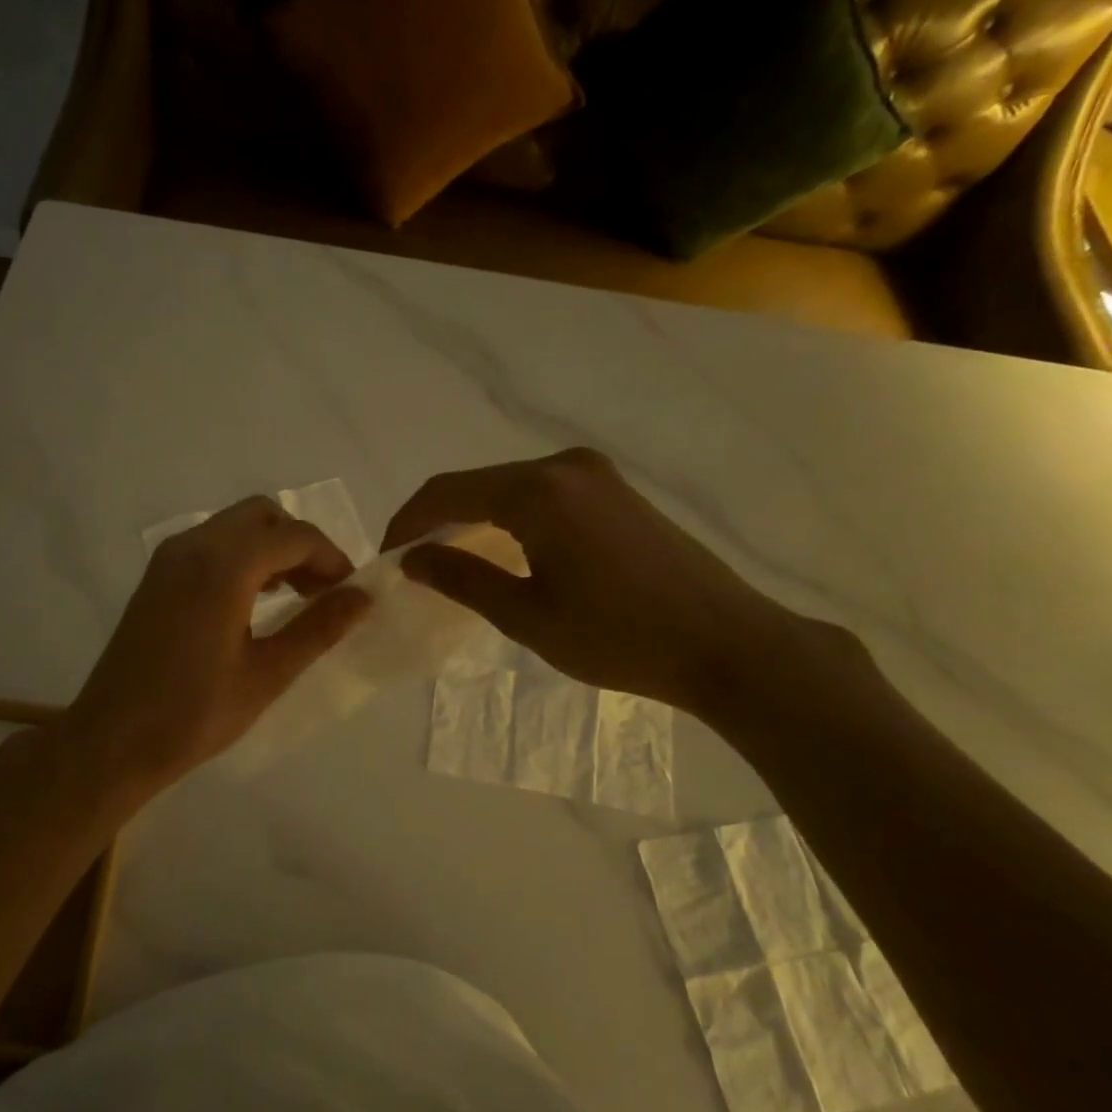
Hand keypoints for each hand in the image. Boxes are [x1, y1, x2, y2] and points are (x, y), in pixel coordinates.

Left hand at [62, 496, 371, 795]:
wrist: (113, 740)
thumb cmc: (194, 714)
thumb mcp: (267, 674)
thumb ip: (319, 628)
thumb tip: (363, 596)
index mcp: (223, 567)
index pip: (294, 536)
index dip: (332, 558)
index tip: (350, 594)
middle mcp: (194, 546)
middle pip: (263, 516)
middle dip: (301, 544)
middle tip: (323, 591)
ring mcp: (170, 558)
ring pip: (235, 526)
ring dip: (272, 548)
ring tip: (296, 597)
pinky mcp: (158, 575)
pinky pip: (211, 544)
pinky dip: (243, 557)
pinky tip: (255, 600)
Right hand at [382, 448, 810, 715]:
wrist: (726, 644)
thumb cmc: (618, 636)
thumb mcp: (526, 615)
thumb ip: (462, 578)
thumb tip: (412, 557)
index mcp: (537, 491)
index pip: (447, 491)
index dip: (407, 521)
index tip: (384, 557)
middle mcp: (564, 466)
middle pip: (477, 484)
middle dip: (437, 519)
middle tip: (413, 563)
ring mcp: (596, 475)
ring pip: (509, 488)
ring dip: (473, 518)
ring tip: (450, 560)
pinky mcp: (616, 492)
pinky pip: (543, 495)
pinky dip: (509, 517)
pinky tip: (503, 550)